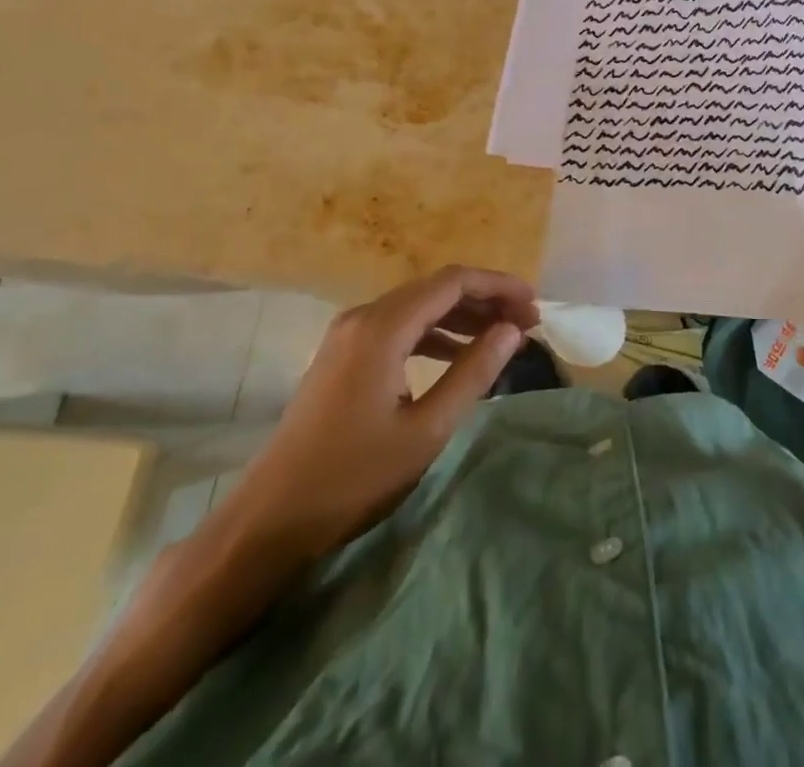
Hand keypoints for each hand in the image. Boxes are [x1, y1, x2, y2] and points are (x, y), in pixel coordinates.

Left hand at [228, 266, 536, 555]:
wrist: (269, 521)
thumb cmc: (352, 478)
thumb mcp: (427, 430)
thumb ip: (474, 373)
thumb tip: (512, 331)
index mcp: (383, 327)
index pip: (453, 282)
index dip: (499, 287)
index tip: (534, 306)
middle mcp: (364, 316)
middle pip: (436, 289)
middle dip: (485, 301)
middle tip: (526, 324)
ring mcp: (348, 334)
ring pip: (418, 307)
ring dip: (462, 317)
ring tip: (502, 336)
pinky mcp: (343, 355)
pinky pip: (399, 327)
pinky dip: (435, 334)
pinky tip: (458, 355)